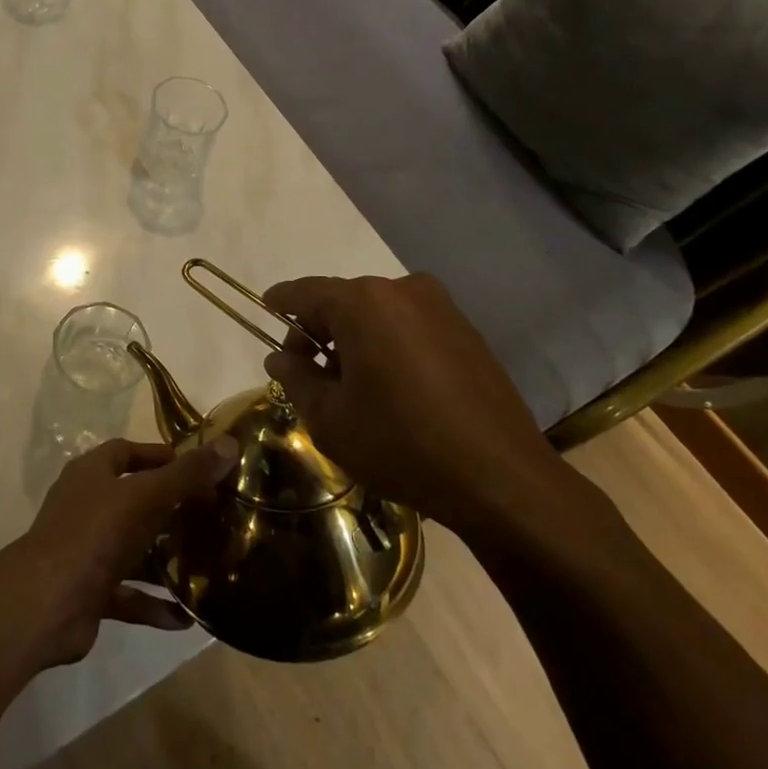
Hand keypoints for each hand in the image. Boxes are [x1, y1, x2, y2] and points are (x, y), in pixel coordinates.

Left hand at [10, 436, 238, 667]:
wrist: (46, 602)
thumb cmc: (96, 533)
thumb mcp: (147, 496)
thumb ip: (188, 474)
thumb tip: (230, 444)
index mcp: (92, 473)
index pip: (127, 452)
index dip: (160, 456)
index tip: (198, 468)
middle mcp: (87, 506)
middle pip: (134, 500)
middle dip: (171, 509)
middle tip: (211, 517)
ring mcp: (86, 550)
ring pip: (133, 549)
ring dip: (165, 559)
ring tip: (207, 565)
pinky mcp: (89, 591)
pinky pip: (129, 594)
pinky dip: (154, 604)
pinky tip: (186, 616)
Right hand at [262, 274, 576, 536]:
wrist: (501, 478)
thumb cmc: (400, 444)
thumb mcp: (330, 419)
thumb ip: (296, 379)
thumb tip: (279, 359)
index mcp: (363, 302)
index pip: (305, 292)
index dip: (281, 302)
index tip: (266, 309)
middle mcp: (402, 290)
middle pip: (344, 301)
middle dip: (320, 331)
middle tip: (308, 372)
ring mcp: (441, 308)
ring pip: (379, 313)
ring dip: (356, 339)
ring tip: (352, 386)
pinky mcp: (467, 330)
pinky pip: (411, 326)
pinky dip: (390, 344)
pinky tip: (393, 387)